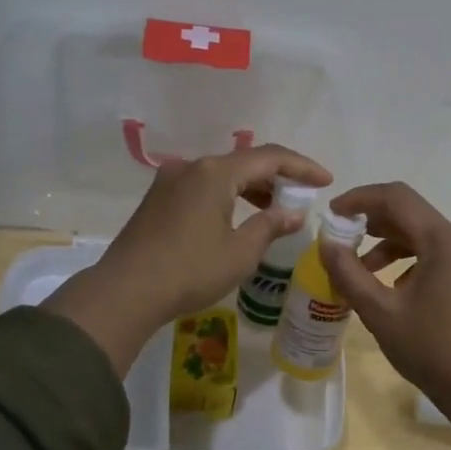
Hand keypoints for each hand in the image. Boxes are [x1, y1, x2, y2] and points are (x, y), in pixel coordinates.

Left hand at [44, 144, 331, 373]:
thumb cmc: (190, 271)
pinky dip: (228, 195)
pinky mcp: (158, 198)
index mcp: (216, 172)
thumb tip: (293, 213)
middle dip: (277, 177)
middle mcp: (192, 166)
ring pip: (222, 174)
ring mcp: (170, 180)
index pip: (270, 157)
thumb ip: (270, 225)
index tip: (326, 180)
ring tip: (274, 208)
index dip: (302, 167)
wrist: (124, 292)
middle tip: (302, 196)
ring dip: (251, 187)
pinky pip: (203, 186)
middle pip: (244, 161)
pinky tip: (237, 216)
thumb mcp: (240, 252)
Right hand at [319, 182, 450, 404]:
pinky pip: (442, 255)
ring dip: (392, 246)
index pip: (397, 198)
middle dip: (373, 224)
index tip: (333, 213)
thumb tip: (326, 243)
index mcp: (445, 240)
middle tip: (341, 239)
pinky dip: (414, 261)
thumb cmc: (431, 350)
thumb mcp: (380, 312)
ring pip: (427, 237)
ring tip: (363, 271)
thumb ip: (348, 272)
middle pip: (413, 215)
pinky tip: (396, 289)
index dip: (360, 199)